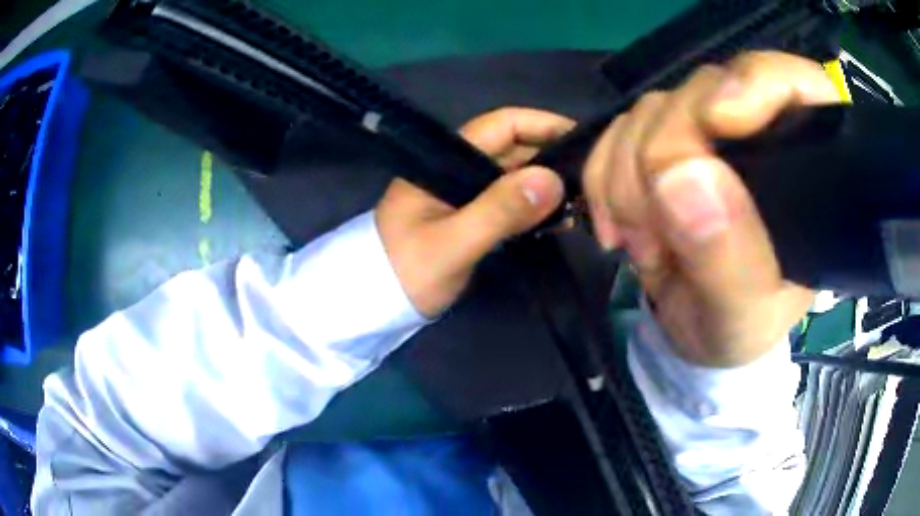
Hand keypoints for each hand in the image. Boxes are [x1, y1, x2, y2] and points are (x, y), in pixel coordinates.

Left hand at [376, 107, 573, 317]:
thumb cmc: (404, 272)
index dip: (543, 125)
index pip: (501, 125)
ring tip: (584, 202)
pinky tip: (560, 220)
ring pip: (514, 176)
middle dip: (553, 157)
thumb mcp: (451, 244)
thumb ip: (498, 211)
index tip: (583, 138)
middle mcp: (456, 167)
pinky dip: (534, 207)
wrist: (373, 304)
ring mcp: (463, 193)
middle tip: (593, 177)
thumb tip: (552, 180)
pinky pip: (508, 202)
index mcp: (445, 159)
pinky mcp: (468, 216)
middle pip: (513, 148)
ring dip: (547, 185)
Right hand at [583, 51, 839, 366]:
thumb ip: (729, 257)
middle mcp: (756, 132)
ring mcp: (705, 132)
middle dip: (665, 153)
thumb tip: (682, 175)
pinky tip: (617, 225)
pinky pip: (616, 131)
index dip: (755, 82)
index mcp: (805, 168)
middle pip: (704, 91)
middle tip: (654, 231)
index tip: (717, 120)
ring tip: (641, 244)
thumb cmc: (739, 327)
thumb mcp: (744, 314)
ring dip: (628, 176)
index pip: (795, 85)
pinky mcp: (662, 141)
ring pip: (652, 109)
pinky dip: (603, 177)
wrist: (695, 331)